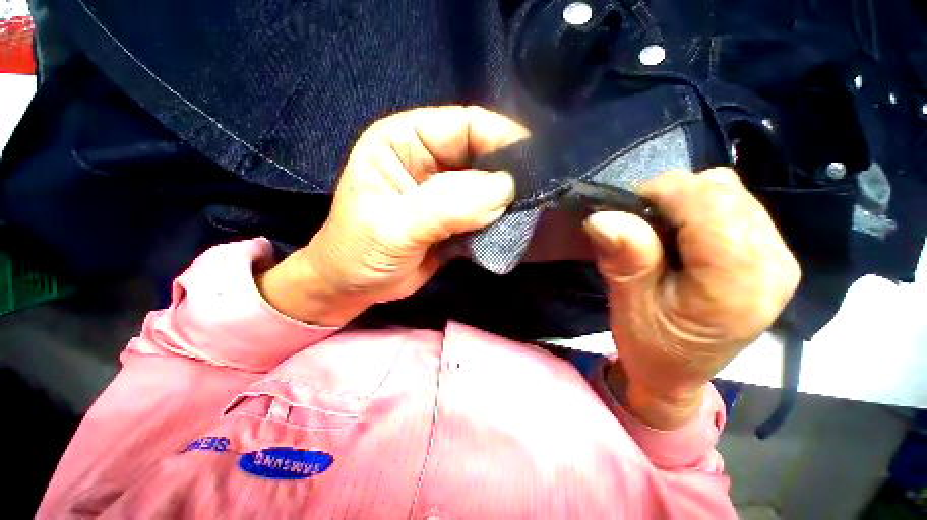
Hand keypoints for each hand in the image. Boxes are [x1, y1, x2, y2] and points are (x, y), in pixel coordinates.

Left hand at [257, 106, 527, 325]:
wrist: (354, 287)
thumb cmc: (359, 253)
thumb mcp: (394, 228)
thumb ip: (445, 206)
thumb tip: (504, 190)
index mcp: (404, 141)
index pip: (465, 124)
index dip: (502, 139)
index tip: (534, 165)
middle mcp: (428, 158)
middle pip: (482, 153)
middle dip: (508, 174)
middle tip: (533, 196)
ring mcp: (444, 189)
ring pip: (488, 184)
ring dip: (506, 200)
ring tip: (523, 215)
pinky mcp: (455, 216)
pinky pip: (486, 211)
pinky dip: (499, 219)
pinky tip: (507, 229)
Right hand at [584, 169, 800, 428]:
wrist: (678, 374)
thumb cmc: (650, 347)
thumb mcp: (628, 307)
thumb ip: (624, 260)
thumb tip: (602, 217)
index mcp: (737, 283)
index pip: (709, 202)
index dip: (660, 195)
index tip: (628, 216)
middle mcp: (773, 263)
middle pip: (722, 190)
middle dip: (672, 199)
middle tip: (642, 231)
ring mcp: (779, 257)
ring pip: (730, 192)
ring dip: (686, 205)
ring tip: (664, 237)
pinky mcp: (772, 255)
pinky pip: (735, 205)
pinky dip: (700, 211)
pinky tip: (685, 239)